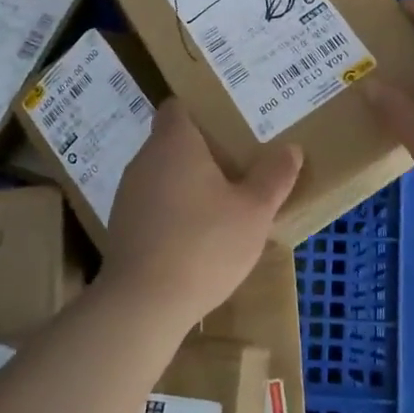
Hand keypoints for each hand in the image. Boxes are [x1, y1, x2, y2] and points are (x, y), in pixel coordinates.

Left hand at [99, 98, 303, 328]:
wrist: (142, 304)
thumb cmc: (204, 244)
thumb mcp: (253, 212)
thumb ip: (274, 176)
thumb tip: (292, 148)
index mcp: (174, 143)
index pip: (178, 107)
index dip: (201, 111)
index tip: (228, 124)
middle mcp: (145, 160)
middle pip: (172, 141)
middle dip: (202, 151)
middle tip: (238, 163)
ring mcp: (128, 195)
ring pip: (162, 175)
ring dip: (187, 184)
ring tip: (221, 202)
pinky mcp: (121, 228)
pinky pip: (152, 205)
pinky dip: (172, 211)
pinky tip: (195, 236)